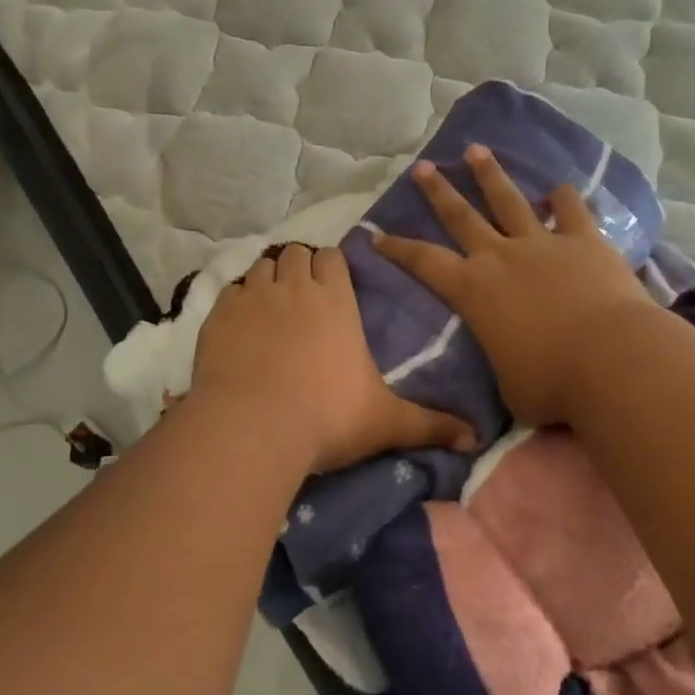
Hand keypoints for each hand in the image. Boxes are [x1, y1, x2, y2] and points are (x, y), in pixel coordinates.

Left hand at [190, 243, 475, 473]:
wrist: (253, 427)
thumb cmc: (327, 418)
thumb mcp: (386, 422)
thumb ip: (431, 426)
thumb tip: (476, 441)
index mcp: (335, 300)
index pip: (333, 258)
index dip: (331, 266)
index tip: (332, 285)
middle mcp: (294, 287)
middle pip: (295, 253)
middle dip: (299, 267)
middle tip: (302, 297)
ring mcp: (252, 297)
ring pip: (261, 265)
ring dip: (268, 278)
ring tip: (270, 306)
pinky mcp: (218, 315)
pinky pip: (229, 291)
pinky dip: (236, 300)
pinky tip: (239, 325)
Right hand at [373, 146, 654, 427]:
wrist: (611, 360)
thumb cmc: (550, 383)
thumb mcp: (509, 385)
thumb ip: (503, 362)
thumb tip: (511, 368)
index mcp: (473, 291)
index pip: (423, 263)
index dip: (398, 248)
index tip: (376, 234)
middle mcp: (500, 257)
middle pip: (461, 216)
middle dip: (438, 191)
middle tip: (422, 167)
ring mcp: (543, 243)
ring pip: (509, 200)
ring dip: (490, 174)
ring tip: (476, 150)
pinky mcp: (585, 241)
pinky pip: (571, 210)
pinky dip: (564, 198)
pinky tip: (559, 189)